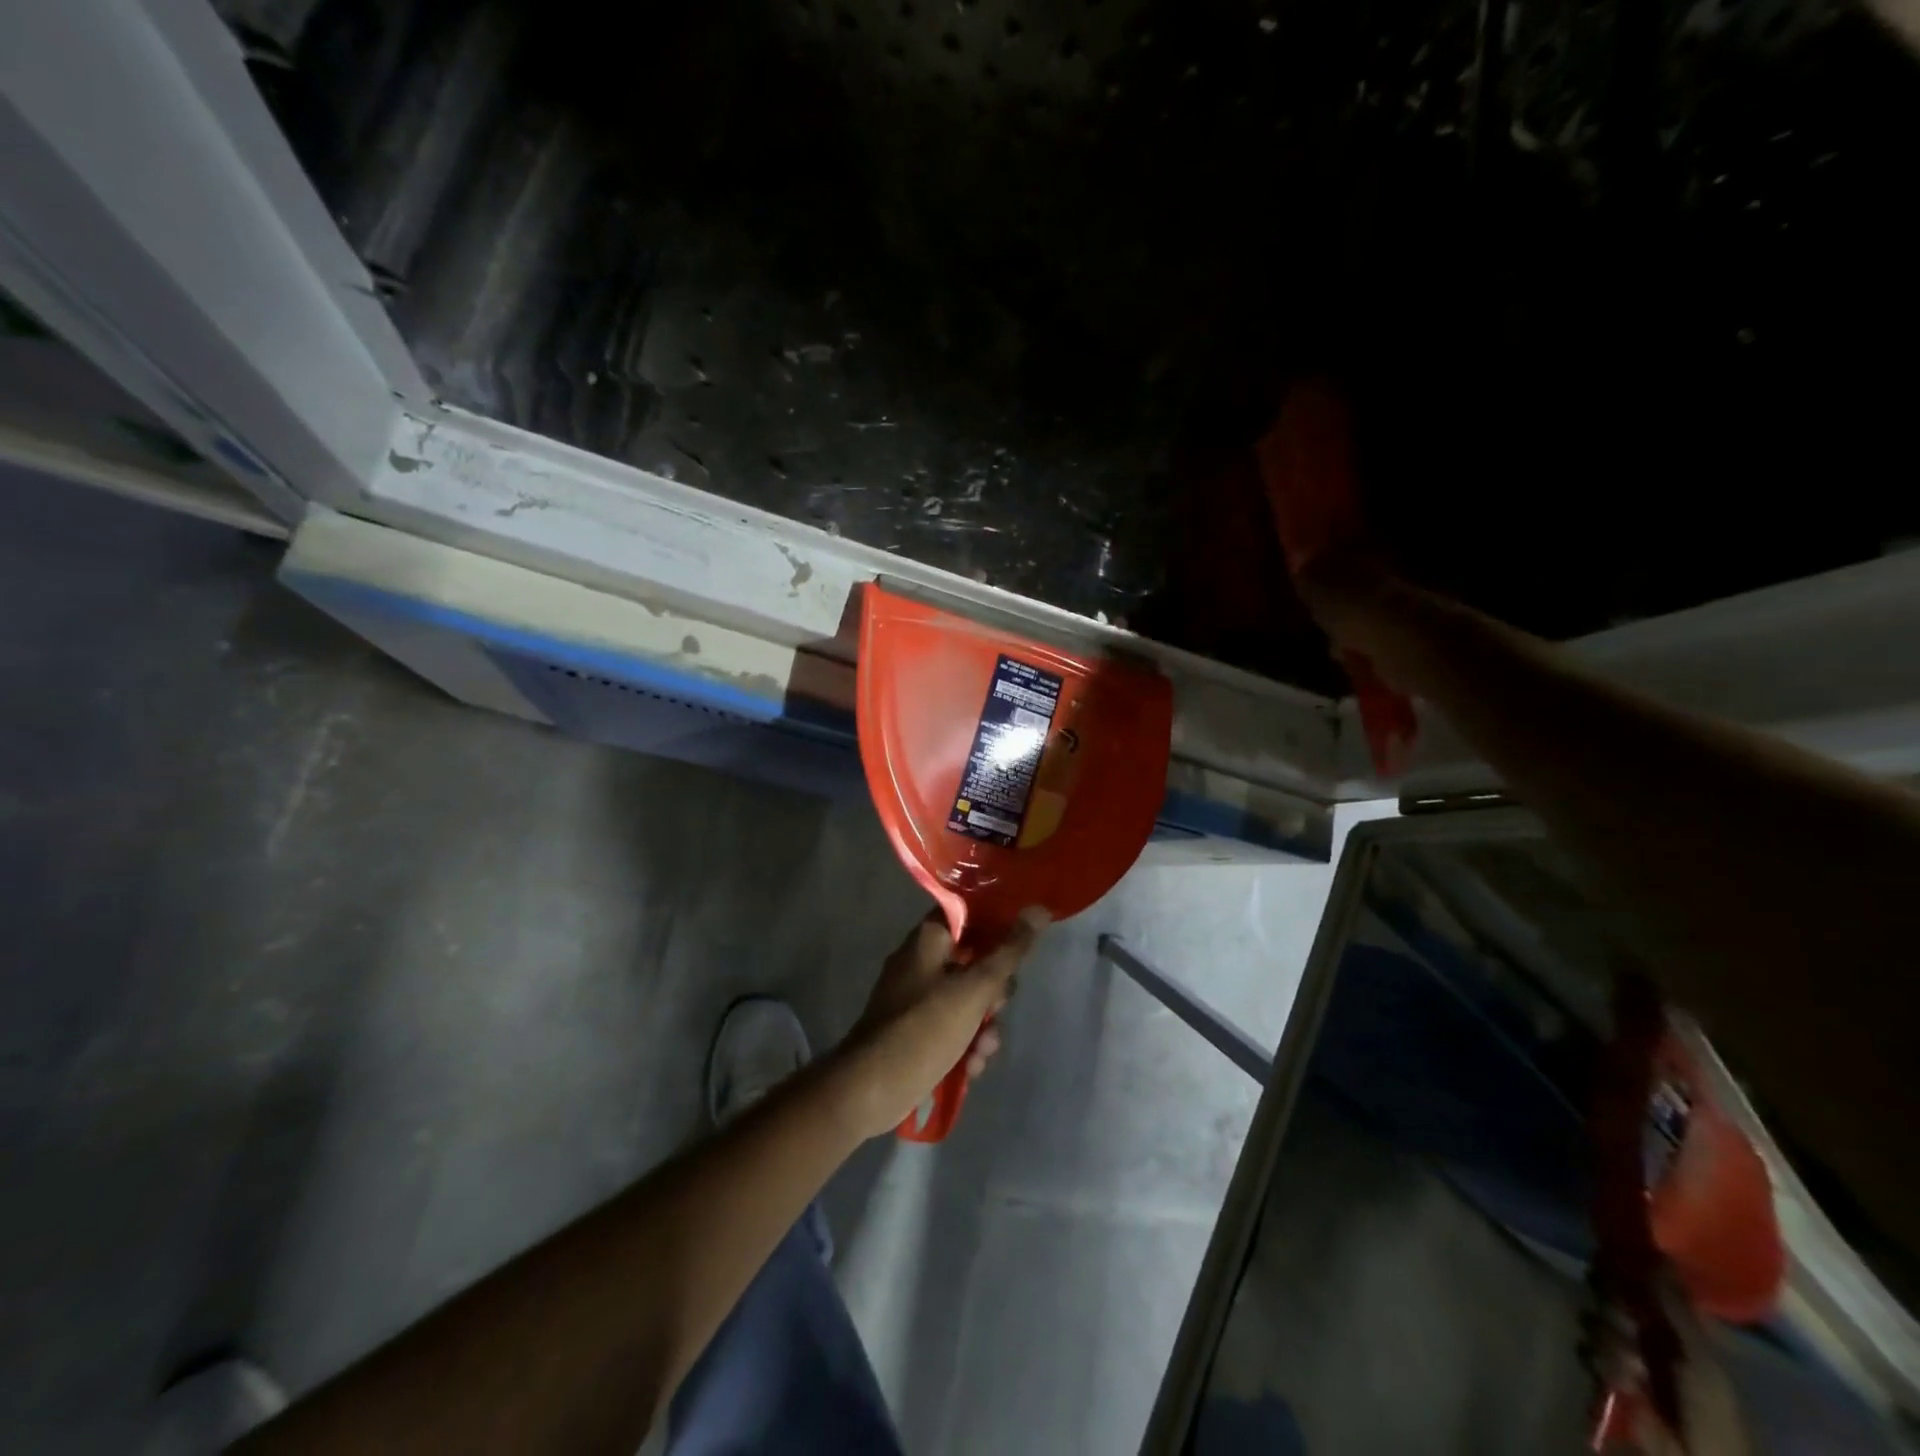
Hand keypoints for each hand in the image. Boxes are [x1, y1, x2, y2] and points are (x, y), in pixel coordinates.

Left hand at [828, 908, 1048, 1140]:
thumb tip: (1038, 909)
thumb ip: (1009, 952)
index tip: (1021, 947)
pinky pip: (954, 1027)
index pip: (969, 914)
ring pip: (968, 1000)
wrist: (869, 1089)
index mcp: (928, 939)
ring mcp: (917, 998)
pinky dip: (966, 1045)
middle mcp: (921, 962)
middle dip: (994, 992)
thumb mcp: (974, 990)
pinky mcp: (917, 1031)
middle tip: (996, 1009)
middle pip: (975, 961)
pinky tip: (970, 1068)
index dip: (998, 924)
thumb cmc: (923, 1028)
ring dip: (984, 1027)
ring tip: (982, 1051)